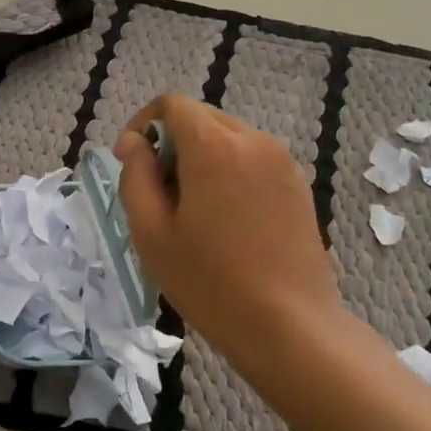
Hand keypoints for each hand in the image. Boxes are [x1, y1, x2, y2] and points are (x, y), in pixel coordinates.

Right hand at [115, 95, 341, 369]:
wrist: (289, 325)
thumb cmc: (209, 282)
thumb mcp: (152, 233)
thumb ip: (135, 177)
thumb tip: (134, 143)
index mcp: (214, 146)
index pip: (172, 105)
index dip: (143, 124)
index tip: (132, 162)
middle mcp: (253, 141)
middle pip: (202, 119)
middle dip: (172, 144)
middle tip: (159, 195)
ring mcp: (282, 162)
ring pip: (229, 140)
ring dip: (202, 159)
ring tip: (193, 212)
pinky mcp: (298, 185)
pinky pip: (254, 161)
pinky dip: (230, 173)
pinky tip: (226, 222)